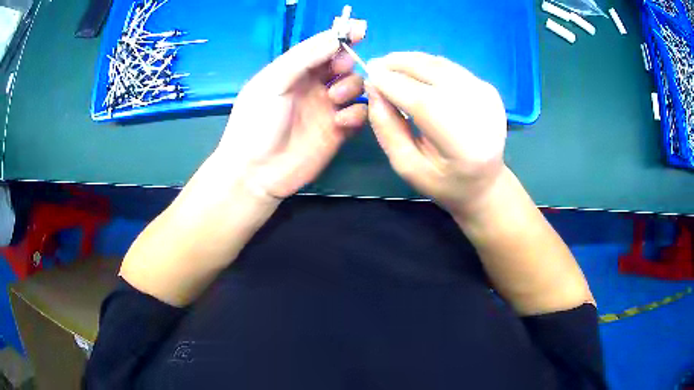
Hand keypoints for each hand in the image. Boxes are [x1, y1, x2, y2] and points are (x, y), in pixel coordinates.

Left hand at [215, 22, 368, 199]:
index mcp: (294, 71)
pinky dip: (356, 113)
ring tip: (334, 99)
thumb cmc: (257, 123)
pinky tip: (341, 122)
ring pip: (355, 87)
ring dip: (351, 87)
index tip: (361, 29)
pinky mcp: (338, 131)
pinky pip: (358, 114)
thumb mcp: (273, 83)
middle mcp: (313, 86)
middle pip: (342, 64)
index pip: (322, 47)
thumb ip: (305, 58)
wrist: (256, 173)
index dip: (341, 37)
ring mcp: (327, 108)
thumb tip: (336, 37)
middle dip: (345, 63)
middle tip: (337, 71)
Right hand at [366, 52, 507, 217]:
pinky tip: (411, 70)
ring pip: (440, 65)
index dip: (392, 84)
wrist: (486, 181)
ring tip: (388, 65)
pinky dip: (426, 64)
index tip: (368, 77)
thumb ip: (387, 128)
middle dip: (398, 65)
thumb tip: (373, 88)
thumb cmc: (444, 182)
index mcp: (463, 145)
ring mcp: (488, 97)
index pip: (422, 102)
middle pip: (433, 74)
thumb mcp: (407, 166)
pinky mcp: (488, 88)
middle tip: (374, 65)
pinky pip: (449, 67)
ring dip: (410, 60)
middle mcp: (481, 113)